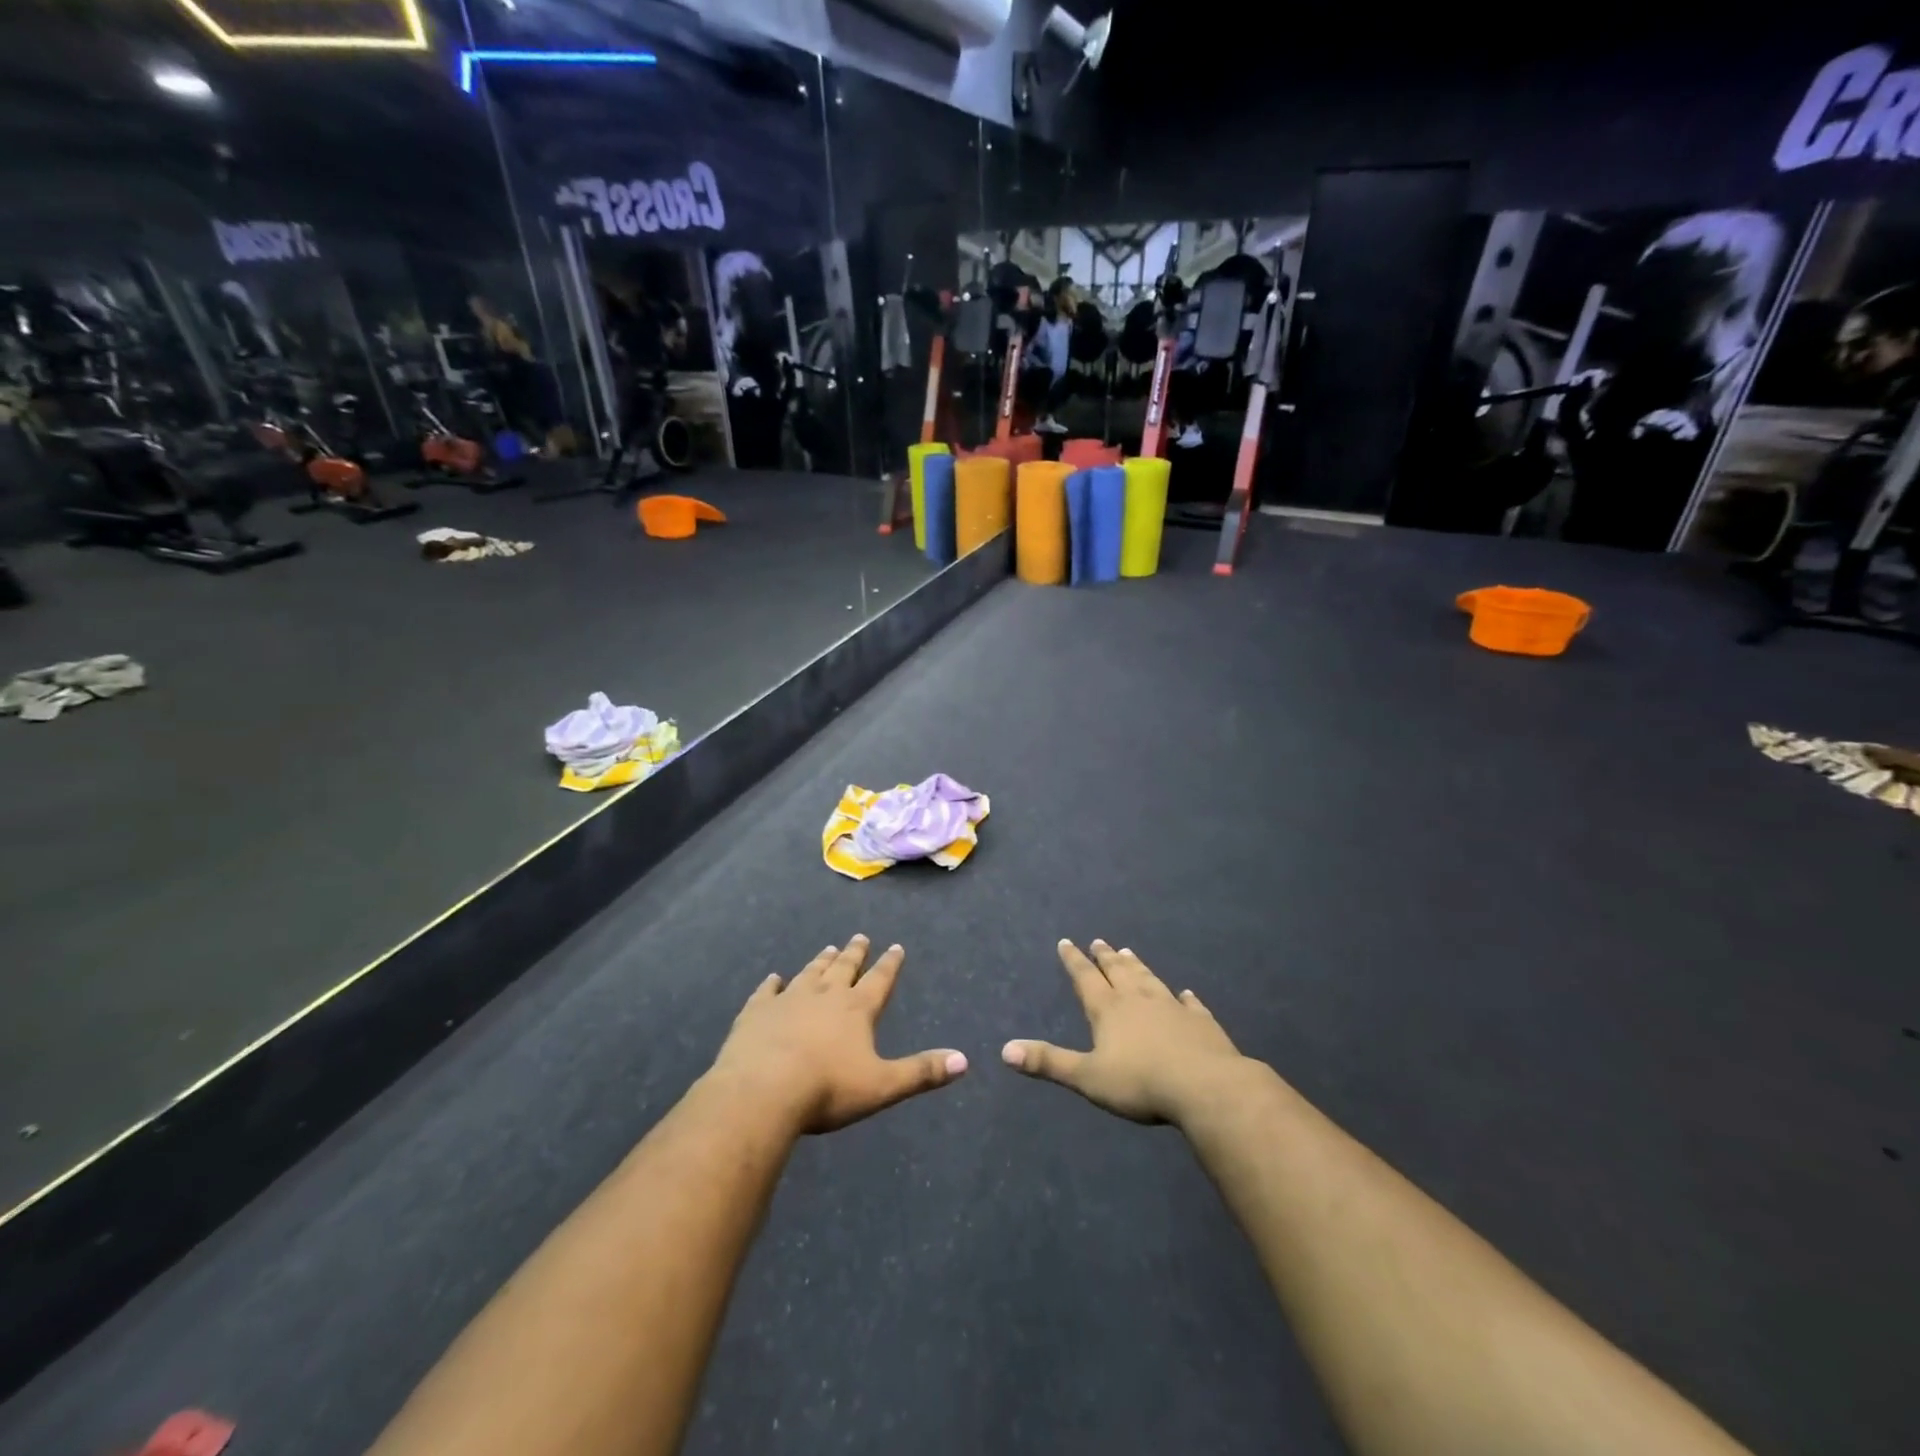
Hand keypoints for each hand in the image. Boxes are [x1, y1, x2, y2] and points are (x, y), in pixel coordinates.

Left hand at [708, 936, 966, 1134]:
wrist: (762, 1091)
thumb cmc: (827, 1090)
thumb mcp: (882, 1085)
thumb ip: (921, 1072)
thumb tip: (964, 1060)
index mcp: (856, 1009)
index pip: (879, 980)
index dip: (890, 964)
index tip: (896, 946)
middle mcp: (824, 995)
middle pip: (844, 968)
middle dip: (855, 953)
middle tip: (860, 937)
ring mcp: (788, 1000)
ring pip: (810, 973)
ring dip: (821, 961)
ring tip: (828, 949)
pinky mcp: (757, 1012)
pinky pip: (767, 991)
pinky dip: (772, 984)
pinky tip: (773, 978)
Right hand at [1002, 939, 1249, 1125]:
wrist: (1205, 1087)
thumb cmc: (1140, 1083)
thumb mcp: (1087, 1077)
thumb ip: (1049, 1062)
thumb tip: (1005, 1050)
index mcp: (1109, 1010)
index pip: (1086, 978)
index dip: (1074, 960)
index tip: (1067, 941)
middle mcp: (1138, 1000)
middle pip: (1118, 972)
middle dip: (1105, 957)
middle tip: (1099, 941)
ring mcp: (1172, 1008)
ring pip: (1149, 980)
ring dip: (1137, 966)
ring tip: (1129, 952)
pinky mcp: (1200, 1023)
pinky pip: (1190, 1004)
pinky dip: (1185, 997)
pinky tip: (1186, 993)